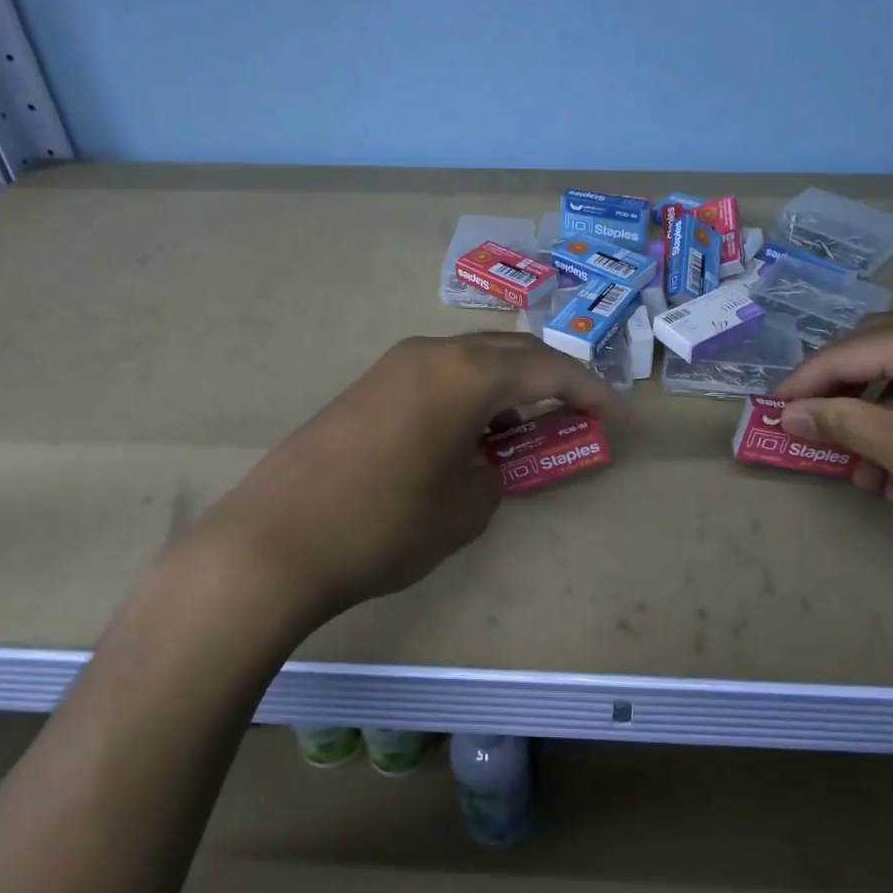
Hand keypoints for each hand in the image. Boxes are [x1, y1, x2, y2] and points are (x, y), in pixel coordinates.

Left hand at [183, 333, 622, 623]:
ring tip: (527, 421)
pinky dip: (470, 393)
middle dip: (551, 377)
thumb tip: (483, 461)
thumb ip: (493, 473)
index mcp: (468, 372)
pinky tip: (470, 428)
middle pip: (511, 351)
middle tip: (578, 409)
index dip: (590, 392)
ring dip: (507, 383)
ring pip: (472, 359)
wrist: (275, 541)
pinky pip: (438, 374)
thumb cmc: (386, 523)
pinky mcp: (368, 386)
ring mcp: (395, 365)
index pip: (548, 370)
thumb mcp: (466, 507)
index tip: (617, 416)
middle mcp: (433, 352)